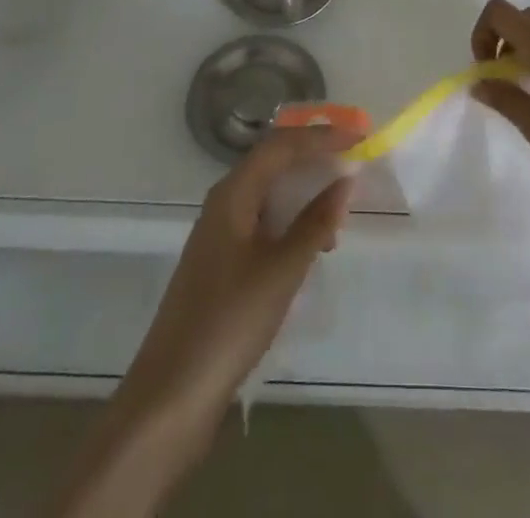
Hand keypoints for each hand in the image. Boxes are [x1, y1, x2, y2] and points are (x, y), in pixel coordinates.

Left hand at [115, 125, 356, 442]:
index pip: (281, 145)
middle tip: (353, 156)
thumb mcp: (282, 270)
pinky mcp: (222, 263)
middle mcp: (224, 203)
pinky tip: (313, 243)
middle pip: (273, 162)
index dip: (321, 136)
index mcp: (233, 193)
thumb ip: (315, 223)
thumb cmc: (229, 322)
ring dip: (305, 191)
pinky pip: (264, 221)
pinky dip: (292, 220)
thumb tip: (345, 181)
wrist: (171, 394)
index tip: (358, 135)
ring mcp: (220, 234)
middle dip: (313, 155)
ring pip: (269, 193)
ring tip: (340, 207)